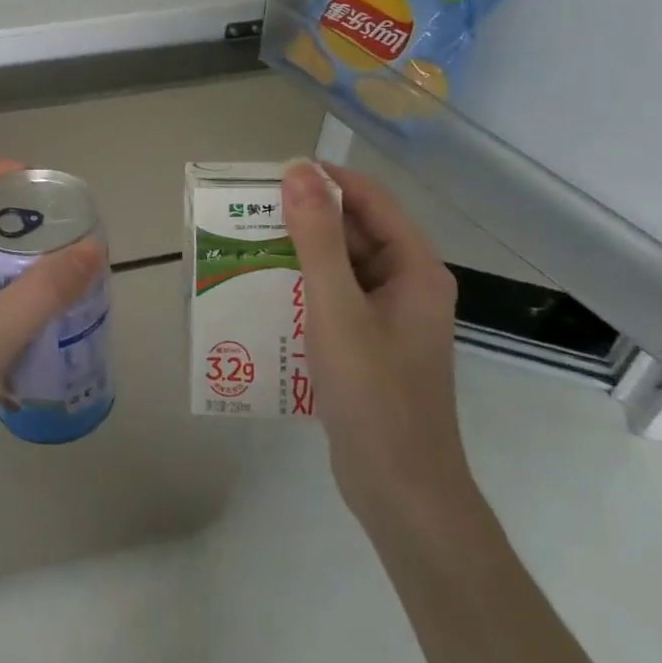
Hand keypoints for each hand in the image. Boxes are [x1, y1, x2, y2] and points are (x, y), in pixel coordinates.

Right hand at [281, 159, 471, 531]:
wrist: (402, 492)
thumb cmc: (374, 394)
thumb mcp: (337, 309)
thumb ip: (317, 238)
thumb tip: (298, 170)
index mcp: (415, 267)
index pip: (369, 198)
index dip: (322, 179)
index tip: (268, 178)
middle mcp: (407, 282)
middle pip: (354, 228)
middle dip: (304, 216)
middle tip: (248, 213)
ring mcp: (389, 314)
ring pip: (341, 263)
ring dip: (299, 251)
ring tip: (247, 245)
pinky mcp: (370, 341)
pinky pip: (335, 295)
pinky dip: (303, 285)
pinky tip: (265, 291)